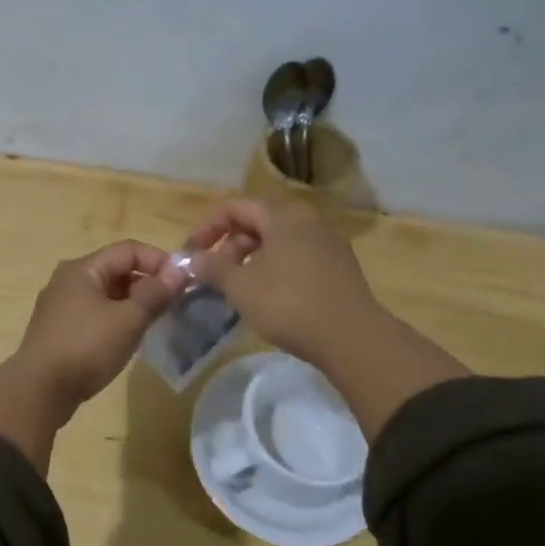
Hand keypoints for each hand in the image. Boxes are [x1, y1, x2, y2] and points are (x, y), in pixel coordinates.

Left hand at [11, 241, 187, 414]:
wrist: (40, 390)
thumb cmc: (86, 347)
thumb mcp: (127, 320)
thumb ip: (154, 293)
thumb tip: (178, 272)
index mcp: (83, 268)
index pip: (128, 250)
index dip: (159, 261)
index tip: (182, 282)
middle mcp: (68, 280)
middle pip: (116, 269)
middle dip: (147, 282)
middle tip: (173, 303)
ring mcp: (60, 305)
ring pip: (106, 293)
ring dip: (133, 302)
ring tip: (155, 321)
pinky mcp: (59, 329)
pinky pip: (95, 313)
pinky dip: (116, 318)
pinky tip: (128, 337)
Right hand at [182, 198, 382, 364]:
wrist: (352, 338)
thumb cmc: (288, 304)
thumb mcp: (240, 287)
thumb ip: (212, 267)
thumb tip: (192, 258)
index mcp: (283, 216)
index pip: (236, 207)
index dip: (208, 227)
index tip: (192, 252)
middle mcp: (308, 220)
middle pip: (258, 222)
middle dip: (229, 245)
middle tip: (213, 274)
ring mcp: (327, 243)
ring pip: (278, 241)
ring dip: (251, 259)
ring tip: (236, 287)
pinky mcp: (338, 267)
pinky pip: (296, 257)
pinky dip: (274, 268)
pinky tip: (267, 296)